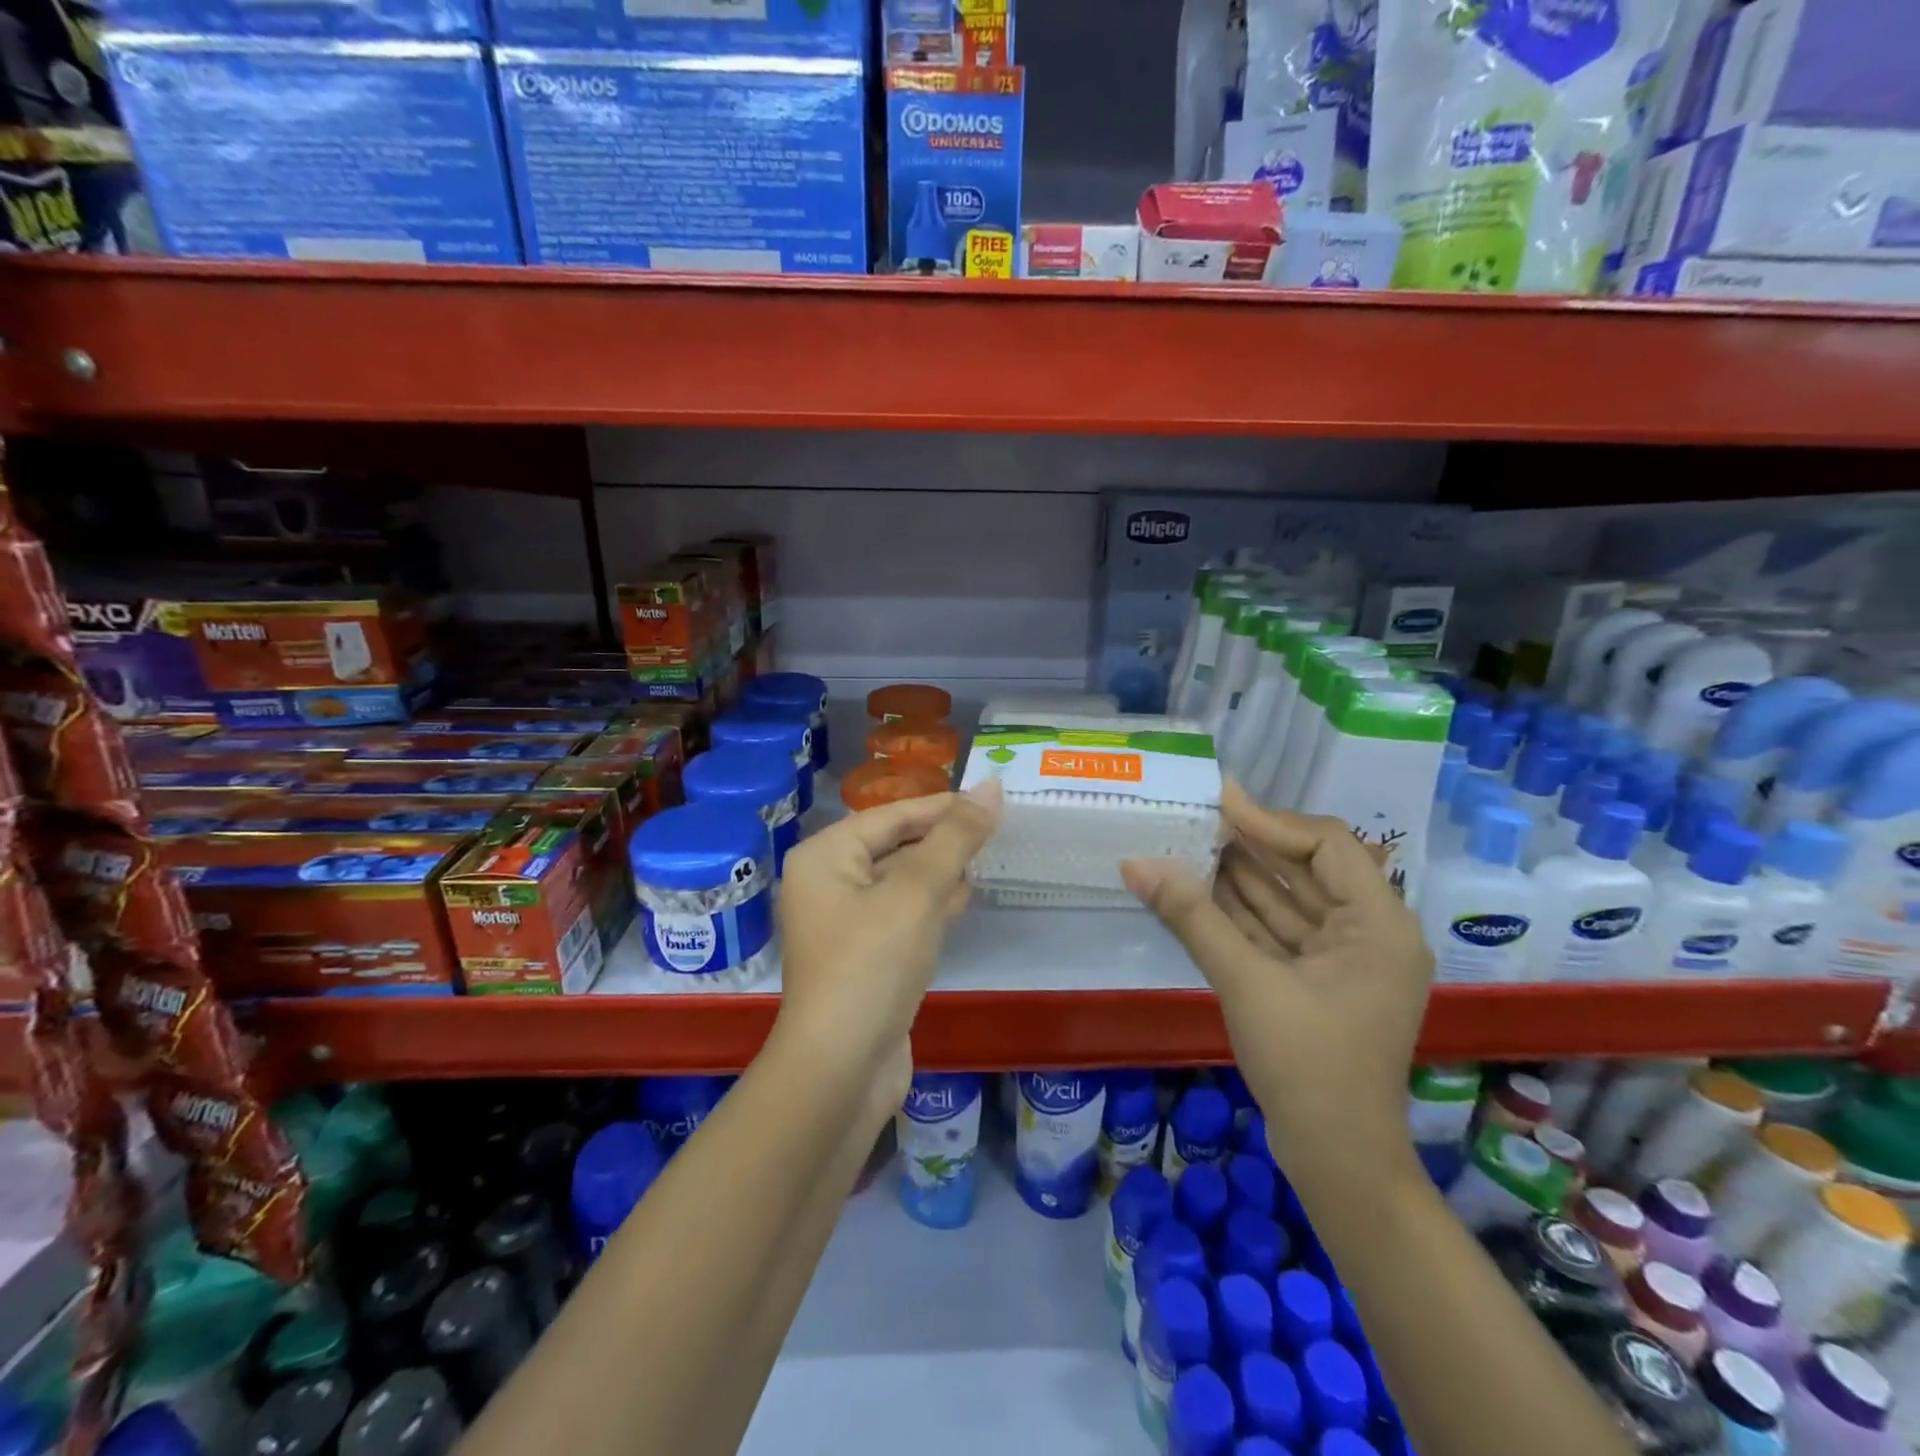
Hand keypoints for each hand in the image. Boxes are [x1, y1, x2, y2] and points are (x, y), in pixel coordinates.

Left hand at [775, 784, 1000, 1094]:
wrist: (841, 1070)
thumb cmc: (872, 964)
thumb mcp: (917, 892)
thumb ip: (955, 837)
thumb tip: (992, 787)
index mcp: (825, 857)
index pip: (891, 815)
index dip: (942, 805)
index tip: (992, 799)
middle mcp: (827, 883)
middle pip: (894, 845)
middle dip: (943, 838)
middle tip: (997, 828)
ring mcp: (843, 925)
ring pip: (900, 882)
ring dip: (941, 871)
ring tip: (987, 857)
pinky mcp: (863, 959)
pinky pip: (901, 916)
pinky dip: (931, 905)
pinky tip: (964, 899)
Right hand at [1121, 782, 1431, 1190]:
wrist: (1337, 1162)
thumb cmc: (1306, 1065)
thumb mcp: (1246, 982)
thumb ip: (1192, 916)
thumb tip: (1136, 862)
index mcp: (1379, 925)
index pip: (1326, 845)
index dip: (1270, 820)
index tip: (1218, 801)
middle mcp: (1371, 933)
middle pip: (1308, 868)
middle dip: (1251, 844)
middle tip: (1196, 819)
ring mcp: (1345, 960)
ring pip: (1289, 900)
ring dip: (1241, 876)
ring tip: (1189, 845)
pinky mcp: (1319, 982)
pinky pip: (1279, 931)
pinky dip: (1241, 912)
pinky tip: (1199, 890)